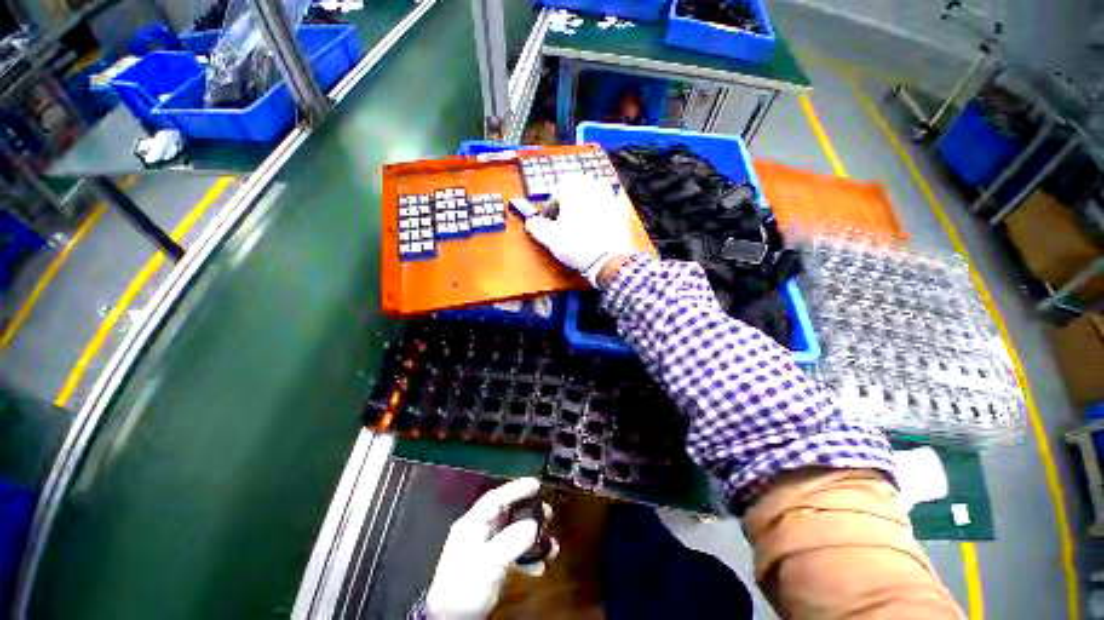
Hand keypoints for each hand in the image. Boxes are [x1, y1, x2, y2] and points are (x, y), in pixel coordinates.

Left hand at [425, 478, 556, 619]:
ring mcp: (486, 550)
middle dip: (529, 512)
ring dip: (532, 537)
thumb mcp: (487, 563)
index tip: (536, 484)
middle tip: (548, 513)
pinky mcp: (491, 567)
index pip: (495, 499)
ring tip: (550, 544)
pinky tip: (540, 566)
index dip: (516, 489)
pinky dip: (527, 557)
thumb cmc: (465, 586)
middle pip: (507, 514)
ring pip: (513, 533)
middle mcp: (479, 532)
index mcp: (472, 524)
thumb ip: (510, 541)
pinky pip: (514, 554)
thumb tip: (534, 525)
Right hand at [525, 177, 633, 286]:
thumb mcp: (550, 238)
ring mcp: (610, 195)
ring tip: (581, 225)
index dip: (549, 211)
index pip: (555, 195)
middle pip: (574, 193)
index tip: (549, 224)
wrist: (607, 259)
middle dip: (567, 206)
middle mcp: (592, 185)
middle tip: (564, 223)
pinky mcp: (621, 209)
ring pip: (592, 196)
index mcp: (572, 187)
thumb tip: (531, 222)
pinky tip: (598, 225)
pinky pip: (608, 205)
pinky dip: (602, 212)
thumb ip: (537, 226)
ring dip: (584, 206)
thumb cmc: (575, 245)